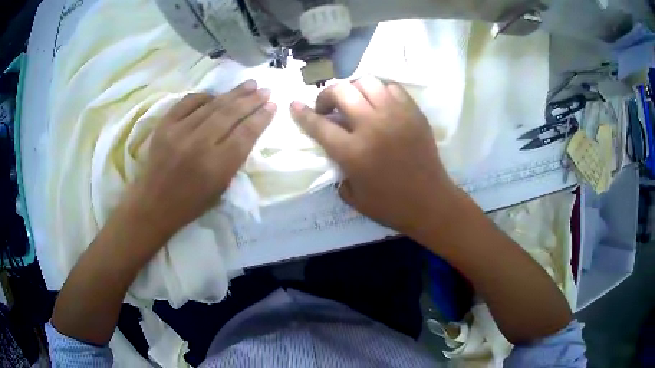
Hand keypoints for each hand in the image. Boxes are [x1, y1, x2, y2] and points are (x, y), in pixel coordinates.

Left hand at [128, 80, 275, 236]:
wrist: (154, 204)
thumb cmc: (191, 203)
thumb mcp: (221, 188)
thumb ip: (235, 159)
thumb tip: (247, 130)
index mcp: (216, 167)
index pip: (245, 134)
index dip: (261, 117)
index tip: (272, 105)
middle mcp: (198, 145)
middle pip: (230, 114)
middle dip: (251, 100)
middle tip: (265, 90)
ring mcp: (179, 132)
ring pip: (212, 105)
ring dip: (233, 93)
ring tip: (250, 84)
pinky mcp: (164, 125)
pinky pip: (188, 102)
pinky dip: (204, 96)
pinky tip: (215, 95)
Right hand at [290, 76, 456, 236]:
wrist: (430, 202)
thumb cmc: (390, 205)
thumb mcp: (353, 197)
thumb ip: (338, 171)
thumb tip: (336, 152)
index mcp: (353, 152)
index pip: (319, 125)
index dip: (302, 113)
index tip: (294, 105)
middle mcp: (371, 126)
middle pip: (341, 91)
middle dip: (327, 95)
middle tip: (329, 107)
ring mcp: (395, 116)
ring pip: (366, 82)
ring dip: (354, 90)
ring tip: (355, 102)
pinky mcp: (413, 112)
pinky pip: (392, 88)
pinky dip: (380, 92)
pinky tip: (380, 104)